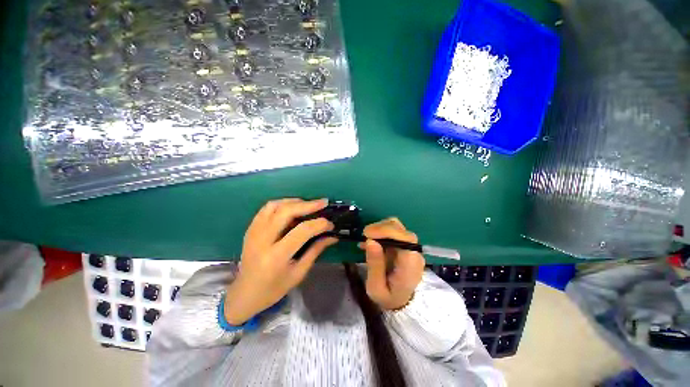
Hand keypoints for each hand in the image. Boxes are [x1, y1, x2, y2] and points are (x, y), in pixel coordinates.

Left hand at [224, 198, 337, 324]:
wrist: (244, 294)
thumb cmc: (273, 289)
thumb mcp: (299, 273)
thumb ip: (315, 250)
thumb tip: (332, 236)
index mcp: (276, 256)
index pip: (302, 231)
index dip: (319, 224)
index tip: (330, 224)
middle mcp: (262, 240)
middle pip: (286, 211)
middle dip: (308, 205)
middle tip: (323, 203)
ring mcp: (253, 232)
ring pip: (275, 205)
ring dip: (295, 202)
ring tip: (309, 205)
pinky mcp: (250, 228)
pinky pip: (267, 208)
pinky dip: (282, 204)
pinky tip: (292, 208)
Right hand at [361, 218, 425, 310]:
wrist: (400, 302)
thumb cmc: (388, 297)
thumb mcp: (376, 288)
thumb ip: (374, 265)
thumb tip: (370, 241)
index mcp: (410, 264)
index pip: (405, 238)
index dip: (386, 231)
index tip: (367, 234)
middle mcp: (414, 252)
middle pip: (399, 228)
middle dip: (379, 228)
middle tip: (363, 236)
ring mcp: (410, 246)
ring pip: (396, 226)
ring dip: (379, 229)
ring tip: (367, 239)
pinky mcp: (404, 244)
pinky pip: (393, 231)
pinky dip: (381, 232)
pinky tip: (371, 241)